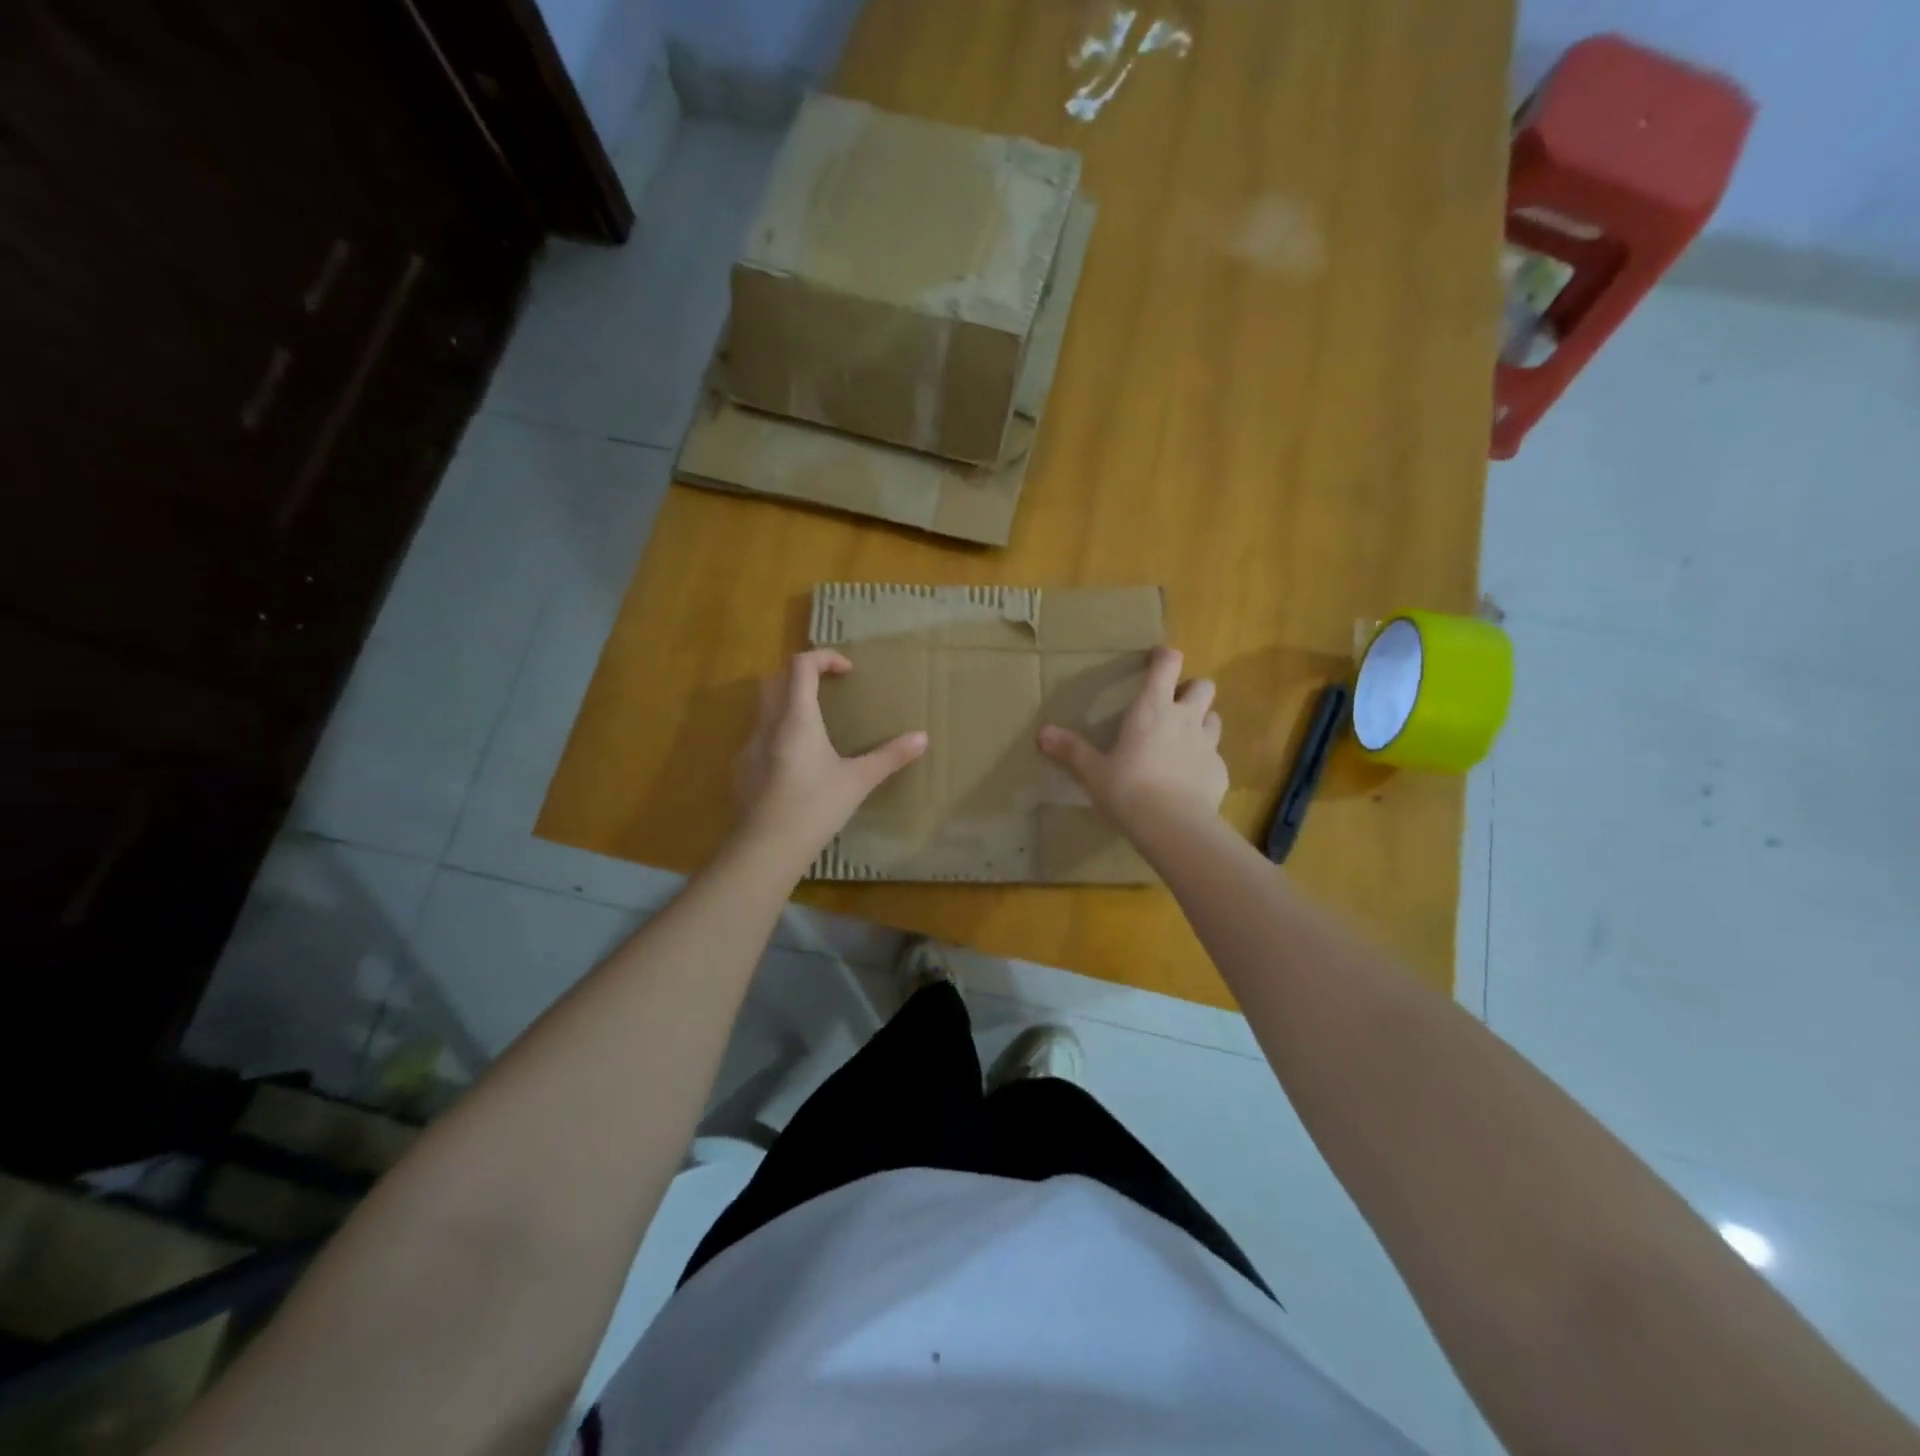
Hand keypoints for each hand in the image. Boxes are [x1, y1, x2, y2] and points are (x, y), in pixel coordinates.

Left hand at [732, 649, 927, 867]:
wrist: (766, 849)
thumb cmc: (815, 808)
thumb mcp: (858, 781)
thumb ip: (890, 757)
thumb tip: (922, 737)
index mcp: (796, 718)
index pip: (801, 665)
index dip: (824, 657)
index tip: (847, 672)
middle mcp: (767, 724)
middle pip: (774, 679)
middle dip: (800, 676)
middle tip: (827, 692)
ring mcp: (748, 747)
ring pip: (762, 707)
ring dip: (787, 704)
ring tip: (815, 728)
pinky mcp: (741, 769)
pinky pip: (757, 737)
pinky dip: (776, 735)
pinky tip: (795, 765)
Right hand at [1038, 646, 1225, 838]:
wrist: (1173, 827)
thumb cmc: (1128, 789)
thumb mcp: (1093, 772)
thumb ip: (1071, 750)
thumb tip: (1043, 733)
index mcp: (1152, 709)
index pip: (1168, 665)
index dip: (1164, 656)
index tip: (1157, 657)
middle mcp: (1185, 718)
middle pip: (1203, 686)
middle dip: (1191, 689)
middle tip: (1173, 704)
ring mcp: (1208, 744)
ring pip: (1214, 718)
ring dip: (1202, 721)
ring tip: (1183, 738)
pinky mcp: (1220, 771)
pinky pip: (1215, 756)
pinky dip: (1204, 760)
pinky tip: (1189, 777)